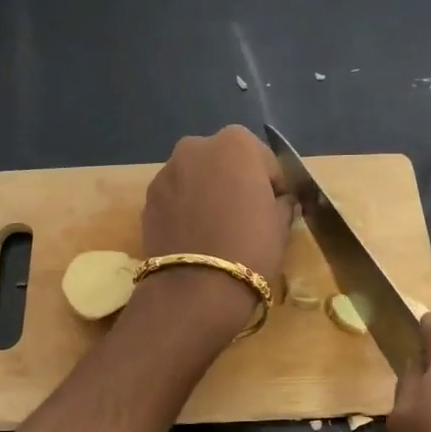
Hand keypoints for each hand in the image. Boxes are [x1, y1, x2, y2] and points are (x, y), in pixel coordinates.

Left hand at [138, 126, 292, 334]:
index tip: (274, 209)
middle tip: (244, 217)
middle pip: (224, 162)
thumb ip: (282, 203)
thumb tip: (280, 202)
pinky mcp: (148, 198)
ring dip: (207, 194)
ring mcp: (167, 171)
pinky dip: (185, 209)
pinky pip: (176, 198)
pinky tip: (194, 237)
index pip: (263, 160)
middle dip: (234, 182)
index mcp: (236, 143)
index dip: (271, 185)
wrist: (196, 288)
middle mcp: (197, 147)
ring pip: (196, 178)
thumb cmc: (251, 248)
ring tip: (215, 230)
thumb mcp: (281, 225)